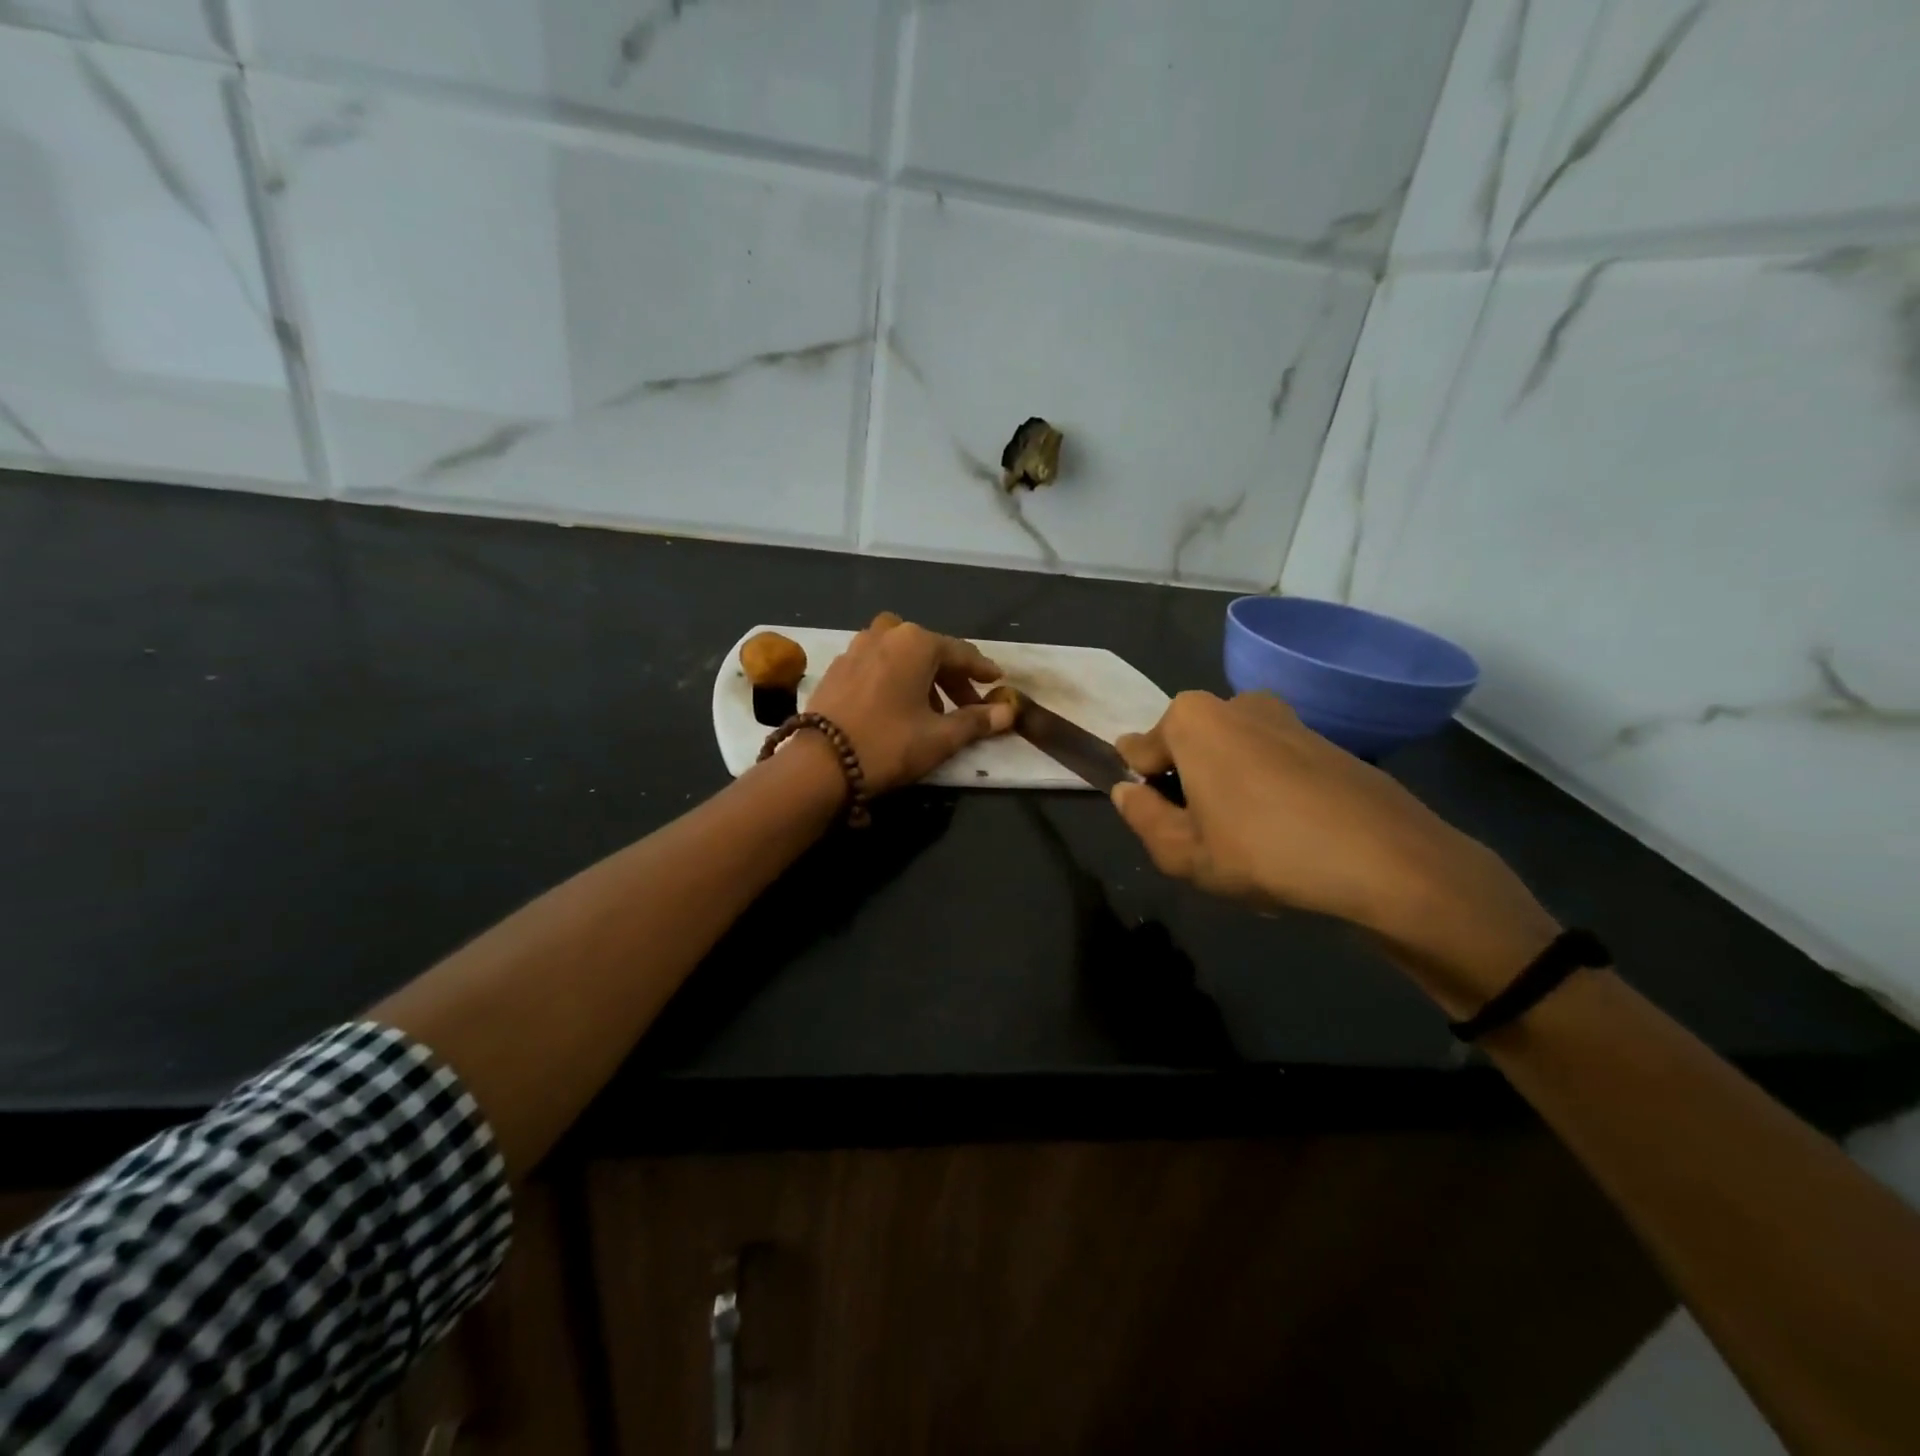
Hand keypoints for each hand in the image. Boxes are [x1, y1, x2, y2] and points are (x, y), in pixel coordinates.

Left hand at [804, 612, 1014, 793]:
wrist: (820, 764)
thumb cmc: (889, 744)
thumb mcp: (940, 737)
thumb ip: (977, 721)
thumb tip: (1008, 712)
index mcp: (916, 643)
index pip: (960, 653)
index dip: (982, 670)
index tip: (997, 681)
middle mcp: (886, 634)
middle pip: (930, 651)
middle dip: (952, 677)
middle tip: (968, 705)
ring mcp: (856, 647)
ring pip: (900, 655)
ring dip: (921, 675)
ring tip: (931, 708)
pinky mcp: (836, 667)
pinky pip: (876, 664)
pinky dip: (894, 677)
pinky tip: (896, 705)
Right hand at [1112, 691, 1559, 1010]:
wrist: (1388, 860)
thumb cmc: (1264, 851)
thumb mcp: (1182, 853)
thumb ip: (1141, 818)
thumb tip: (1127, 793)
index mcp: (1192, 719)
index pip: (1138, 750)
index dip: (1143, 792)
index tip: (1165, 828)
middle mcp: (1236, 703)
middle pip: (1188, 750)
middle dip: (1187, 789)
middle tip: (1207, 842)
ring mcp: (1286, 718)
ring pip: (1231, 757)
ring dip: (1228, 792)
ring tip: (1252, 846)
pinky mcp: (1325, 740)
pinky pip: (1273, 764)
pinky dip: (1268, 794)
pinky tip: (1291, 840)